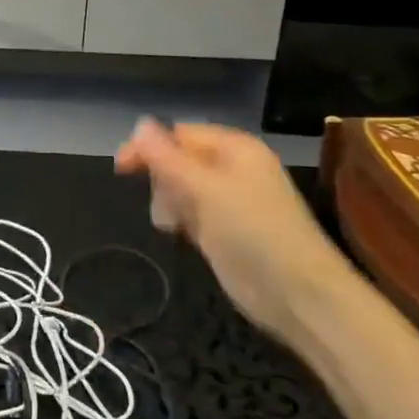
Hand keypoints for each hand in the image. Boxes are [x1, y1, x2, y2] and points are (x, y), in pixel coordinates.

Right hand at [115, 119, 351, 339]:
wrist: (297, 294)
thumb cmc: (252, 231)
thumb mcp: (204, 189)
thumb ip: (167, 158)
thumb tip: (139, 124)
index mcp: (235, 149)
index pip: (180, 134)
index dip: (149, 147)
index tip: (121, 168)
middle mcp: (231, 169)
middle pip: (178, 160)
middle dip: (162, 179)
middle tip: (162, 205)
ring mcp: (228, 201)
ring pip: (180, 188)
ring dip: (169, 202)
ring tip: (174, 225)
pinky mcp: (223, 230)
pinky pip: (190, 212)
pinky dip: (180, 219)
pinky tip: (179, 234)